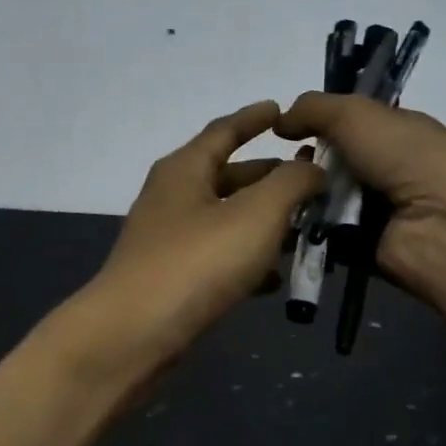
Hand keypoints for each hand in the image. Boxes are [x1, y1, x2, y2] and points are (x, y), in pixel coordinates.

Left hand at [71, 101, 324, 381]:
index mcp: (185, 169)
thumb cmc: (197, 262)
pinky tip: (276, 279)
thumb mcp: (256, 213)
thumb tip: (312, 166)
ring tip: (305, 228)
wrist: (133, 335)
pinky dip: (248, 260)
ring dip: (265, 222)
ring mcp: (170, 240)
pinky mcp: (173, 278)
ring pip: (227, 219)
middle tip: (311, 179)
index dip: (255, 118)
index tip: (282, 110)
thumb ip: (291, 182)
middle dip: (270, 176)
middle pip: (228, 176)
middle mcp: (173, 197)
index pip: (224, 130)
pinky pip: (219, 257)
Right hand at [275, 92, 445, 307]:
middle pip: (333, 162)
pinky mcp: (364, 247)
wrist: (441, 225)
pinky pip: (325, 234)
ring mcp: (378, 211)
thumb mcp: (357, 114)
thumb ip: (315, 108)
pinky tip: (287, 223)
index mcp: (397, 132)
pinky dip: (307, 229)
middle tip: (283, 167)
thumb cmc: (405, 157)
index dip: (317, 123)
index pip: (349, 123)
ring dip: (302, 196)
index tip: (285, 130)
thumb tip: (280, 121)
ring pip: (324, 198)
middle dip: (306, 162)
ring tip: (281, 196)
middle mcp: (390, 169)